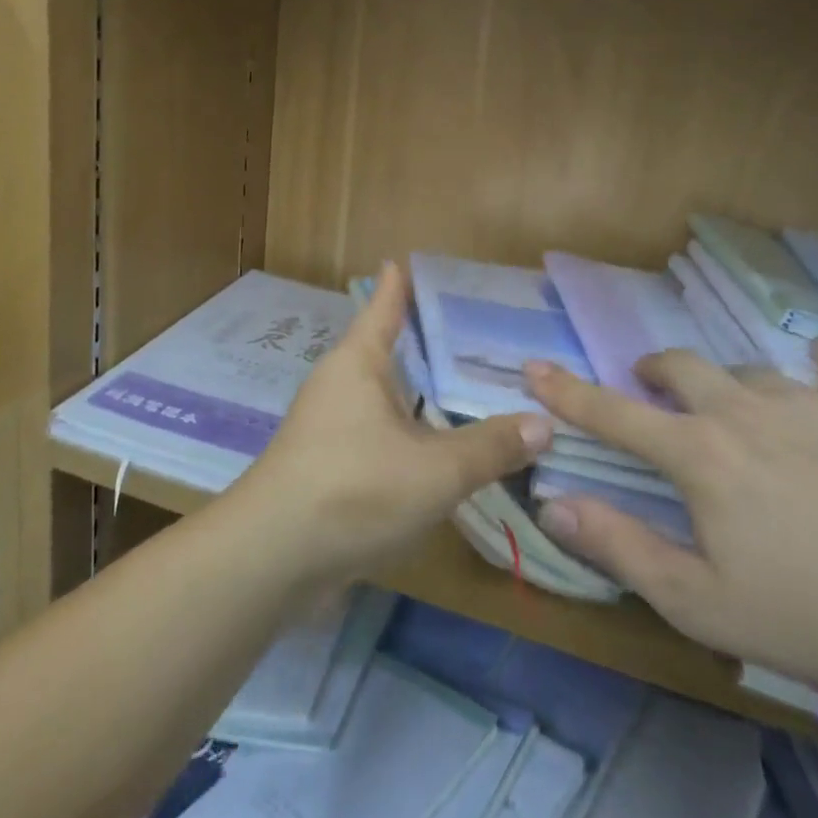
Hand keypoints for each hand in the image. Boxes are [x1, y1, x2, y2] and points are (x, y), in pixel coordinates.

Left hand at [233, 263, 553, 585]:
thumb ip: (490, 447)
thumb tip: (545, 423)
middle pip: (384, 350)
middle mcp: (339, 383)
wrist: (272, 557)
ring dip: (415, 392)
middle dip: (421, 342)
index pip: (384, 307)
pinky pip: (375, 432)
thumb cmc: (354, 489)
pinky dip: (405, 431)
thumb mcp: (436, 470)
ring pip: (381, 396)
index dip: (399, 284)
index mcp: (359, 362)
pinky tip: (432, 446)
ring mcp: (327, 425)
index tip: (408, 260)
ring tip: (460, 388)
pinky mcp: (325, 464)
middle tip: (470, 332)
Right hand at [526, 341, 817, 702]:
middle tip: (651, 393)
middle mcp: (743, 412)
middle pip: (681, 366)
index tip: (534, 365)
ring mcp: (808, 407)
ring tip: (731, 407)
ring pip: (747, 368)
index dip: (567, 391)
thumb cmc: (807, 617)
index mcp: (698, 454)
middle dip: (654, 373)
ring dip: (725, 381)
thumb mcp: (695, 601)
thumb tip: (551, 503)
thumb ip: (617, 545)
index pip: (612, 412)